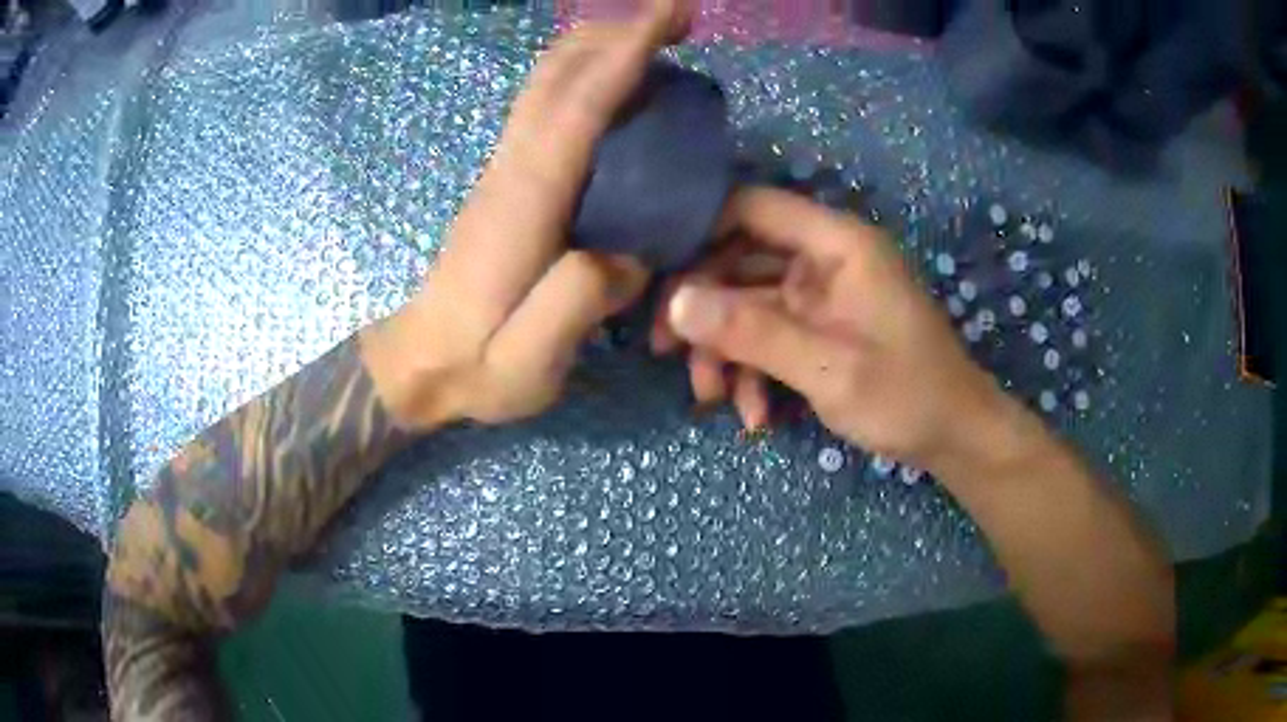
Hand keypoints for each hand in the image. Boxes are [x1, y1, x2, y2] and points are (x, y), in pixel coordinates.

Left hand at [367, 0, 691, 428]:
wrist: (423, 362)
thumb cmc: (476, 366)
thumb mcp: (528, 363)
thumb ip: (576, 304)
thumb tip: (628, 257)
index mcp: (525, 202)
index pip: (577, 107)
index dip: (624, 53)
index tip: (669, 13)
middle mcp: (513, 168)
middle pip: (557, 74)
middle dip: (617, 30)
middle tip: (677, 12)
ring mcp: (506, 168)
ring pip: (548, 81)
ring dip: (601, 43)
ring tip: (658, 33)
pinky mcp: (510, 178)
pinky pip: (548, 106)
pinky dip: (586, 74)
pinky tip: (619, 80)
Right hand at [653, 187, 1007, 471]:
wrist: (954, 437)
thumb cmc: (906, 396)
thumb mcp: (828, 368)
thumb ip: (752, 333)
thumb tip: (675, 303)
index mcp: (837, 244)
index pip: (752, 207)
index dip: (699, 229)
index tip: (654, 271)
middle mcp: (825, 258)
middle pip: (740, 259)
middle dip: (704, 308)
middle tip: (666, 351)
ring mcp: (821, 295)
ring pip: (749, 304)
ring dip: (726, 349)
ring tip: (713, 399)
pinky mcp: (821, 327)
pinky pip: (771, 335)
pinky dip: (755, 370)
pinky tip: (755, 414)